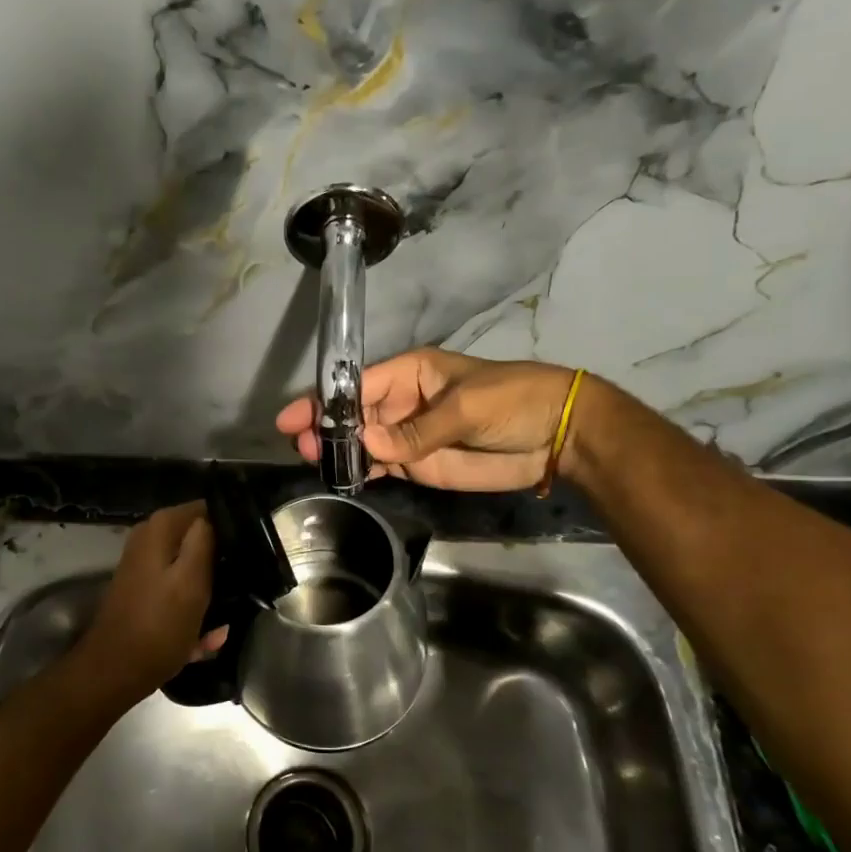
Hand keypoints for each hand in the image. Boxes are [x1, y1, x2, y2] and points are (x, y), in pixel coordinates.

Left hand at [74, 502, 224, 707]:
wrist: (115, 672)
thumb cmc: (158, 626)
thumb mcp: (192, 581)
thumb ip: (204, 540)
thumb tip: (214, 515)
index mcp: (160, 528)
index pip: (206, 509)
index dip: (230, 528)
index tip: (249, 552)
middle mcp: (149, 539)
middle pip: (199, 539)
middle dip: (220, 564)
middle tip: (243, 586)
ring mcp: (145, 567)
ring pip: (192, 569)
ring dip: (209, 593)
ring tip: (225, 618)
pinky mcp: (145, 592)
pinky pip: (179, 593)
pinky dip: (192, 612)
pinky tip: (207, 637)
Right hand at [276, 347, 580, 491]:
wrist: (556, 435)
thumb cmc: (512, 400)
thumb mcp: (465, 407)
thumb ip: (416, 430)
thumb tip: (369, 445)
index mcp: (410, 374)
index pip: (358, 385)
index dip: (325, 400)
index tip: (294, 417)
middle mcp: (401, 403)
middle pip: (353, 416)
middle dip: (326, 428)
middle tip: (300, 446)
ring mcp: (408, 436)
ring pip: (363, 443)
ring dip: (338, 452)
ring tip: (313, 462)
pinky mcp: (419, 464)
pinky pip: (383, 466)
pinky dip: (363, 471)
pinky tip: (342, 477)